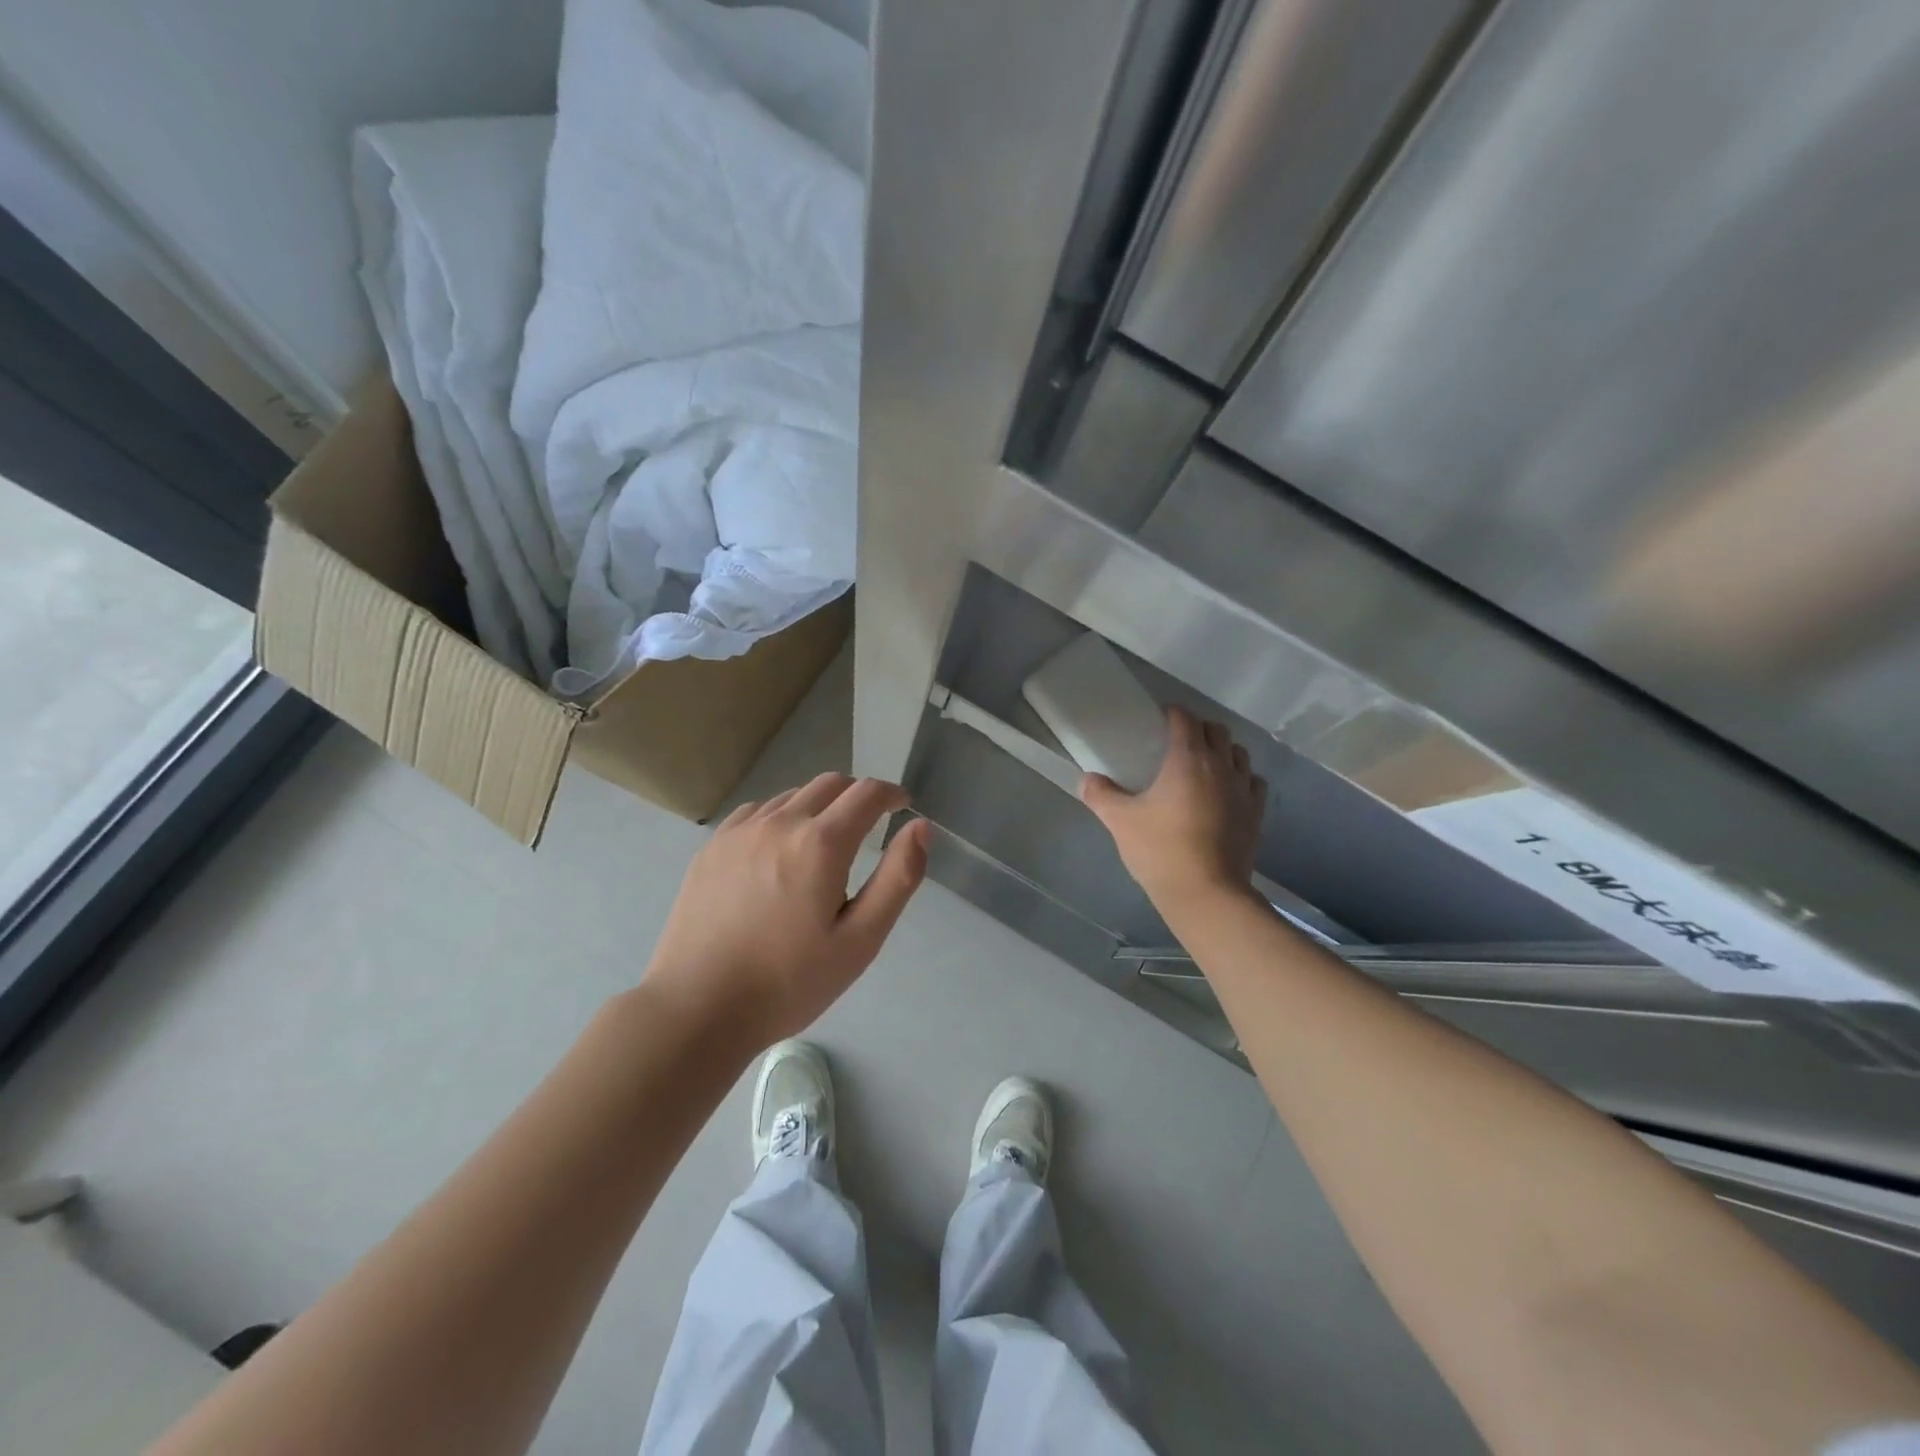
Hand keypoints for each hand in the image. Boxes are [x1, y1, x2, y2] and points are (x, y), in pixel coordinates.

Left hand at [644, 774, 930, 1052]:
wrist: (697, 1009)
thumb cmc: (789, 982)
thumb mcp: (860, 940)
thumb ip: (897, 878)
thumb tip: (920, 827)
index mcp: (820, 843)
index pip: (866, 793)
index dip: (891, 793)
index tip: (902, 805)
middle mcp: (780, 822)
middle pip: (830, 783)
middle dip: (858, 796)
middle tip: (869, 826)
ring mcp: (740, 831)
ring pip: (793, 795)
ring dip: (819, 806)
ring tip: (824, 844)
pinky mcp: (712, 847)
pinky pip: (758, 811)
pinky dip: (782, 816)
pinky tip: (779, 851)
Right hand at [1081, 705, 1266, 908]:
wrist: (1206, 893)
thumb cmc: (1161, 850)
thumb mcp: (1120, 821)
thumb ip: (1101, 795)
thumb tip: (1086, 779)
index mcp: (1188, 759)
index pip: (1185, 719)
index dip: (1173, 713)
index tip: (1159, 718)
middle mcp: (1221, 766)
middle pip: (1217, 731)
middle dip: (1199, 728)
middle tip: (1178, 741)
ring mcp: (1243, 790)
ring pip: (1239, 754)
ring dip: (1222, 751)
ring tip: (1204, 764)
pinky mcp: (1255, 814)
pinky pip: (1253, 782)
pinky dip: (1241, 777)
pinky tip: (1227, 791)